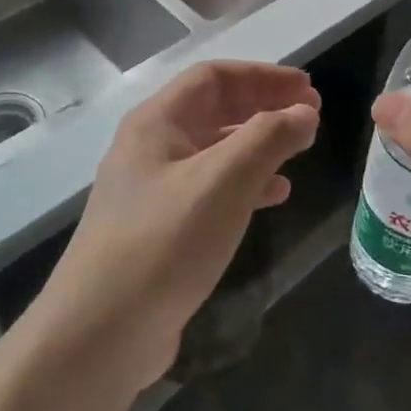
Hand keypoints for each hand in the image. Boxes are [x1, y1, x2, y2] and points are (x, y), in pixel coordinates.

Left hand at [37, 61, 319, 391]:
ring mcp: (153, 190)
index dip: (263, 75)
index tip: (307, 88)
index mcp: (157, 122)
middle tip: (310, 115)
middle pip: (214, 109)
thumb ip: (270, 138)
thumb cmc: (165, 241)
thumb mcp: (225, 180)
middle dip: (264, 106)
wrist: (100, 334)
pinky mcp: (161, 229)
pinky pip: (211, 189)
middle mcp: (151, 148)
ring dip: (259, 144)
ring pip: (215, 150)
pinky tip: (273, 196)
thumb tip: (305, 112)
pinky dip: (246, 183)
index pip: (214, 77)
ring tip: (299, 151)